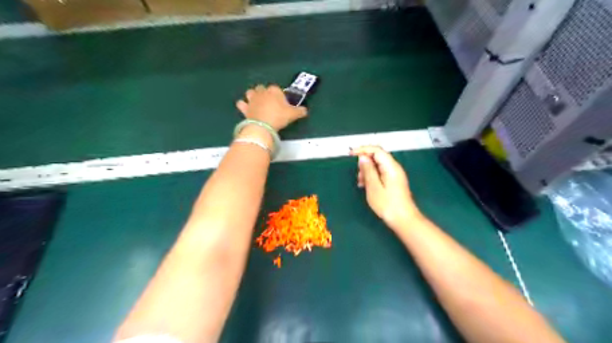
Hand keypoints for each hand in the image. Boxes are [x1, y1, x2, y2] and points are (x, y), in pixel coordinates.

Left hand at [237, 85, 307, 131]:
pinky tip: (245, 108)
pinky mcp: (245, 108)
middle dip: (264, 92)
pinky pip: (241, 103)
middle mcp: (262, 92)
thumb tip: (305, 111)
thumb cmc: (279, 117)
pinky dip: (243, 105)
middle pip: (262, 88)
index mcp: (274, 90)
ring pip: (250, 92)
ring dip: (252, 95)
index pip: (276, 88)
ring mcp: (252, 99)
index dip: (279, 94)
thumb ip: (300, 111)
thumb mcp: (293, 114)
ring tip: (256, 102)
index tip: (281, 102)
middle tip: (269, 102)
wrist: (263, 125)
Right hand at [351, 145, 423, 230]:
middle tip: (357, 174)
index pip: (376, 150)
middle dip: (365, 162)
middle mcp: (394, 168)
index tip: (351, 155)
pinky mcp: (394, 181)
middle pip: (378, 157)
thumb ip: (368, 170)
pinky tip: (366, 186)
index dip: (363, 149)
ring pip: (378, 165)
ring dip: (367, 170)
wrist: (404, 220)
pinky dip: (372, 176)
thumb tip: (362, 157)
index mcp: (391, 167)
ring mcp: (395, 175)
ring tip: (360, 182)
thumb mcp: (373, 187)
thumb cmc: (387, 204)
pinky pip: (381, 173)